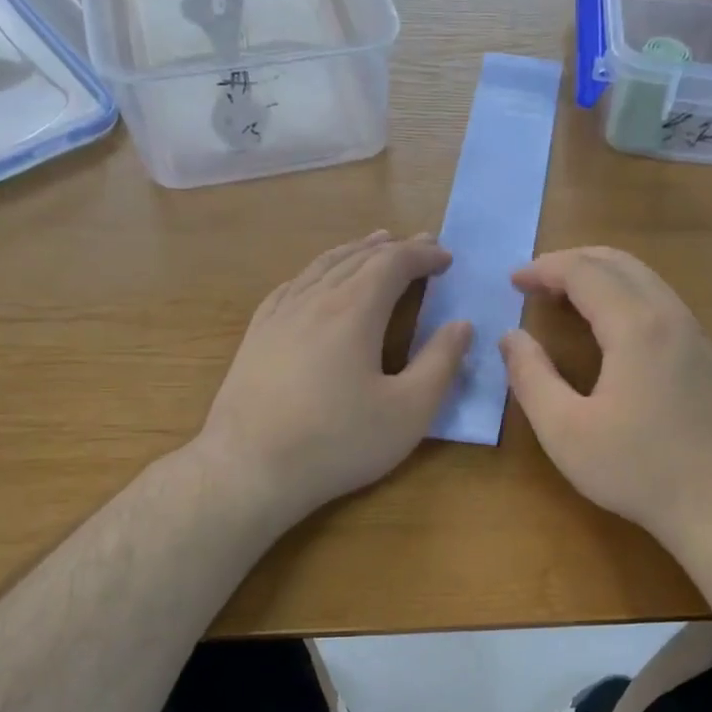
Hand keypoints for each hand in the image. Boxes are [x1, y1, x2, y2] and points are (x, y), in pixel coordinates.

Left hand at [197, 231, 471, 528]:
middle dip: (393, 248)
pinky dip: (315, 271)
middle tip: (421, 244)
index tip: (446, 257)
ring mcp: (279, 316)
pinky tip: (314, 278)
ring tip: (372, 244)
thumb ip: (440, 363)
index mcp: (353, 311)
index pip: (393, 264)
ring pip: (321, 267)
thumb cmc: (338, 442)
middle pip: (357, 258)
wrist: (250, 468)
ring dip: (353, 251)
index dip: (423, 255)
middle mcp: (314, 300)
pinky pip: (291, 286)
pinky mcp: (256, 336)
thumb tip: (461, 325)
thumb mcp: (408, 411)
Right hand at [500, 247, 711, 547]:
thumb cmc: (637, 469)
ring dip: (602, 276)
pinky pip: (661, 302)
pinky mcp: (706, 357)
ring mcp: (695, 335)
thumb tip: (511, 338)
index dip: (545, 270)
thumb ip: (531, 378)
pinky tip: (611, 327)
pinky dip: (626, 295)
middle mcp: (670, 316)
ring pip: (646, 279)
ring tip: (567, 296)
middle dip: (573, 261)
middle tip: (537, 281)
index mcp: (636, 326)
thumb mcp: (565, 431)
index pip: (584, 272)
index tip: (513, 282)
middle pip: (620, 263)